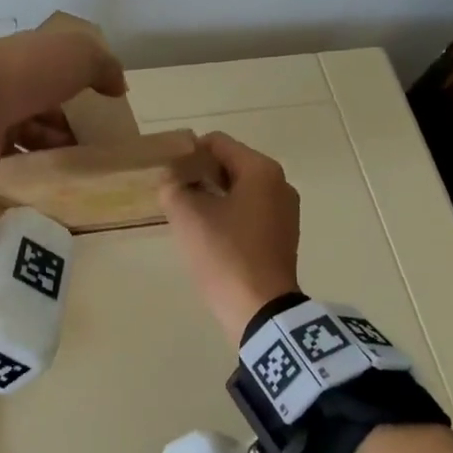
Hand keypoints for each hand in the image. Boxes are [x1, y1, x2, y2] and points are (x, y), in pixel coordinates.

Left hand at [0, 30, 127, 155]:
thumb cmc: (29, 73)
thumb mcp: (78, 56)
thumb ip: (104, 66)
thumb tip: (119, 86)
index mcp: (29, 53)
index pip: (57, 65)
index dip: (80, 81)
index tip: (103, 103)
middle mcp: (11, 78)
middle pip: (46, 100)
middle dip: (70, 118)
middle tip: (96, 139)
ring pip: (32, 128)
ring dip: (56, 141)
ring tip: (81, 158)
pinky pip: (18, 151)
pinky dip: (37, 160)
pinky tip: (56, 170)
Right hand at [159, 132, 301, 345]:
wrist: (260, 309)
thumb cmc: (225, 253)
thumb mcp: (187, 215)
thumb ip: (173, 187)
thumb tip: (173, 180)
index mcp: (261, 170)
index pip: (217, 143)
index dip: (188, 152)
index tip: (167, 173)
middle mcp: (280, 183)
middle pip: (230, 164)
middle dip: (199, 175)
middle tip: (173, 194)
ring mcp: (285, 211)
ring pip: (239, 190)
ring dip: (212, 196)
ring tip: (187, 215)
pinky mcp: (282, 236)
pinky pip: (250, 212)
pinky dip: (228, 214)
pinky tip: (208, 234)